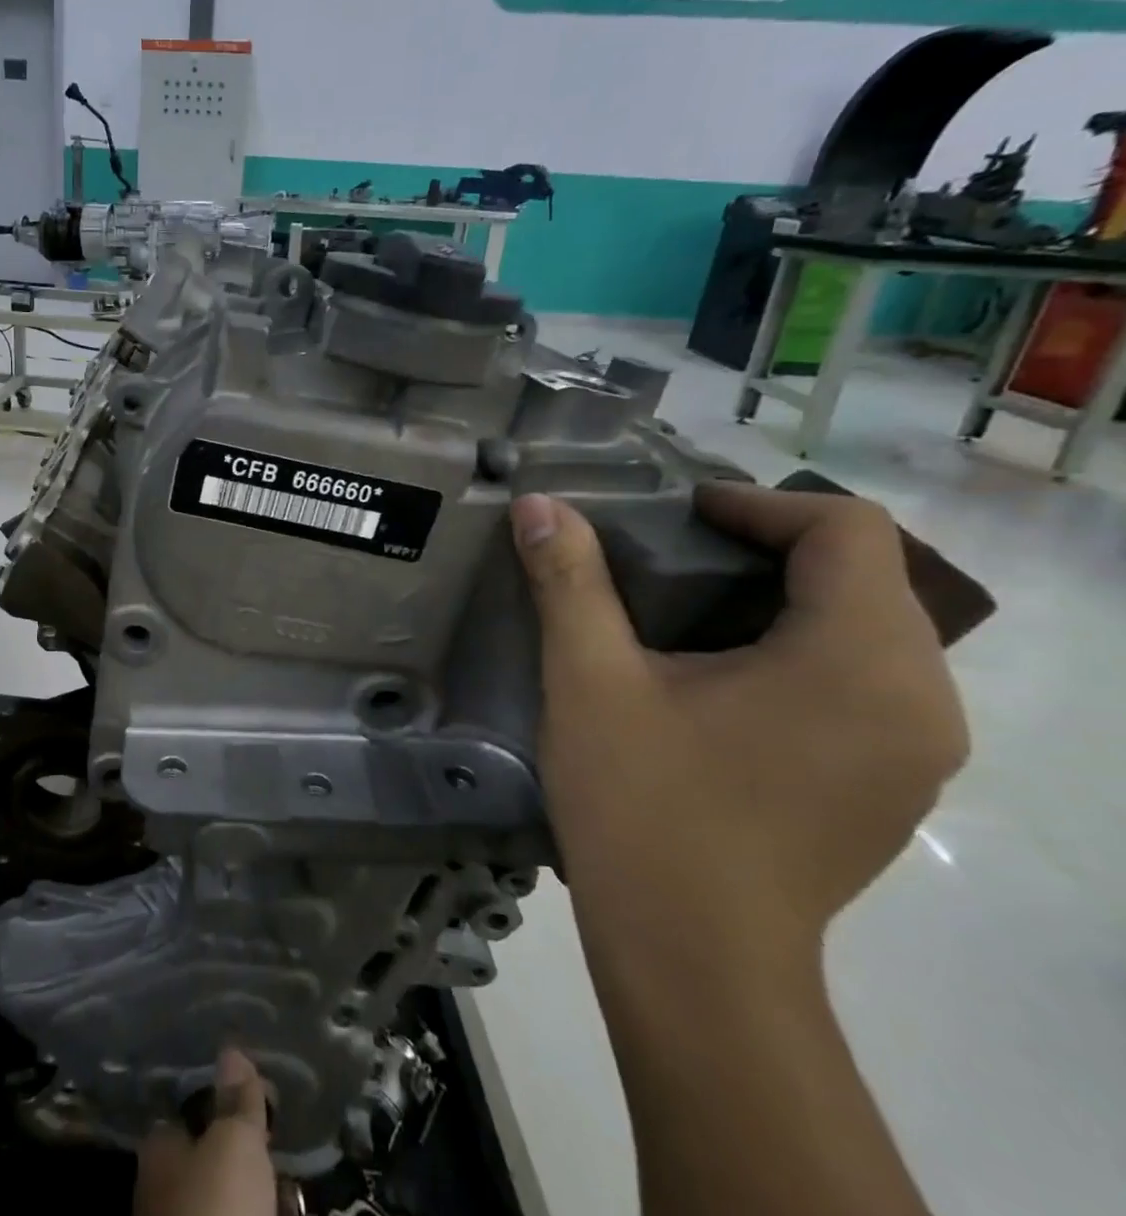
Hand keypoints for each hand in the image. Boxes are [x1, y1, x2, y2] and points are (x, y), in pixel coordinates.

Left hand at [133, 1048, 276, 1215]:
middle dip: (245, 1153)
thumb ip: (237, 1097)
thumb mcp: (235, 1141)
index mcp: (160, 1146)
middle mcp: (163, 1185)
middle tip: (279, 1149)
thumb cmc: (218, 1206)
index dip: (228, 1105)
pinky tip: (280, 1208)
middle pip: (211, 1156)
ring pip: (225, 1196)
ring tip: (287, 1188)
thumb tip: (231, 1050)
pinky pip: (238, 1214)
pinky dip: (259, 1210)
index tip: (263, 1103)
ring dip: (256, 1191)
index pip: (192, 1109)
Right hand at [510, 483, 968, 974]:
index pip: (850, 531)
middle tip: (674, 552)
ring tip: (693, 607)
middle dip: (770, 546)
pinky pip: (869, 680)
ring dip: (787, 597)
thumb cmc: (643, 805)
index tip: (679, 515)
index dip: (760, 503)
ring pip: (872, 628)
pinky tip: (726, 676)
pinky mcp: (895, 786)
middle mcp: (921, 699)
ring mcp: (918, 751)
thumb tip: (538, 504)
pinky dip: (804, 648)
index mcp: (859, 660)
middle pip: (869, 575)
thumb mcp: (590, 679)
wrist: (693, 956)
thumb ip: (569, 580)